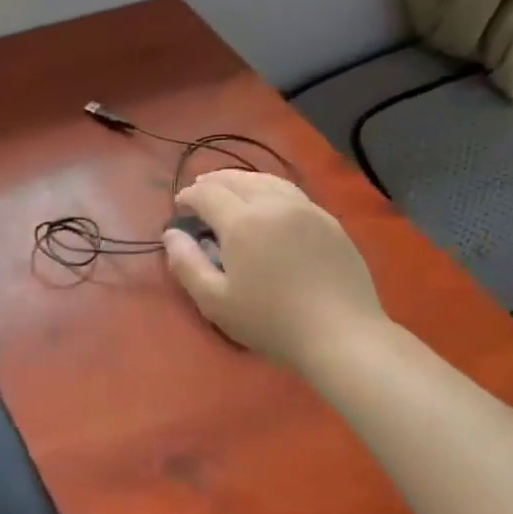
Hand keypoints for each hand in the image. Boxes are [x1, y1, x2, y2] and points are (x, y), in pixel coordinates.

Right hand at [163, 170, 387, 373]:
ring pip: (267, 180)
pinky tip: (267, 203)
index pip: (207, 193)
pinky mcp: (329, 221)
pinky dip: (269, 188)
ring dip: (241, 180)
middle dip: (212, 182)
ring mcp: (306, 209)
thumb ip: (186, 264)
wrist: (342, 334)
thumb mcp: (215, 301)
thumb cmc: (271, 321)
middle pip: (237, 179)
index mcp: (242, 221)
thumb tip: (171, 234)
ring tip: (230, 190)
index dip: (188, 195)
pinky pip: (292, 192)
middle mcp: (273, 204)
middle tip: (199, 192)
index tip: (179, 206)